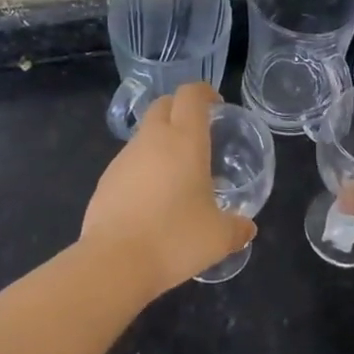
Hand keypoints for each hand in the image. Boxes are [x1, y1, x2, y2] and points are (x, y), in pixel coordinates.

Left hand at [80, 81, 254, 297]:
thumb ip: (237, 228)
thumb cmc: (175, 238)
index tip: (216, 105)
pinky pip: (129, 161)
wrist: (115, 261)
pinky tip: (151, 199)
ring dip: (160, 140)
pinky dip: (143, 167)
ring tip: (176, 173)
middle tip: (197, 133)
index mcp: (185, 140)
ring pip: (145, 133)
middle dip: (180, 109)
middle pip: (164, 104)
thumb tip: (248, 228)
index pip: (191, 95)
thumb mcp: (218, 237)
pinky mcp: (106, 178)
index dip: (204, 92)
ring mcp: (124, 157)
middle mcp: (153, 139)